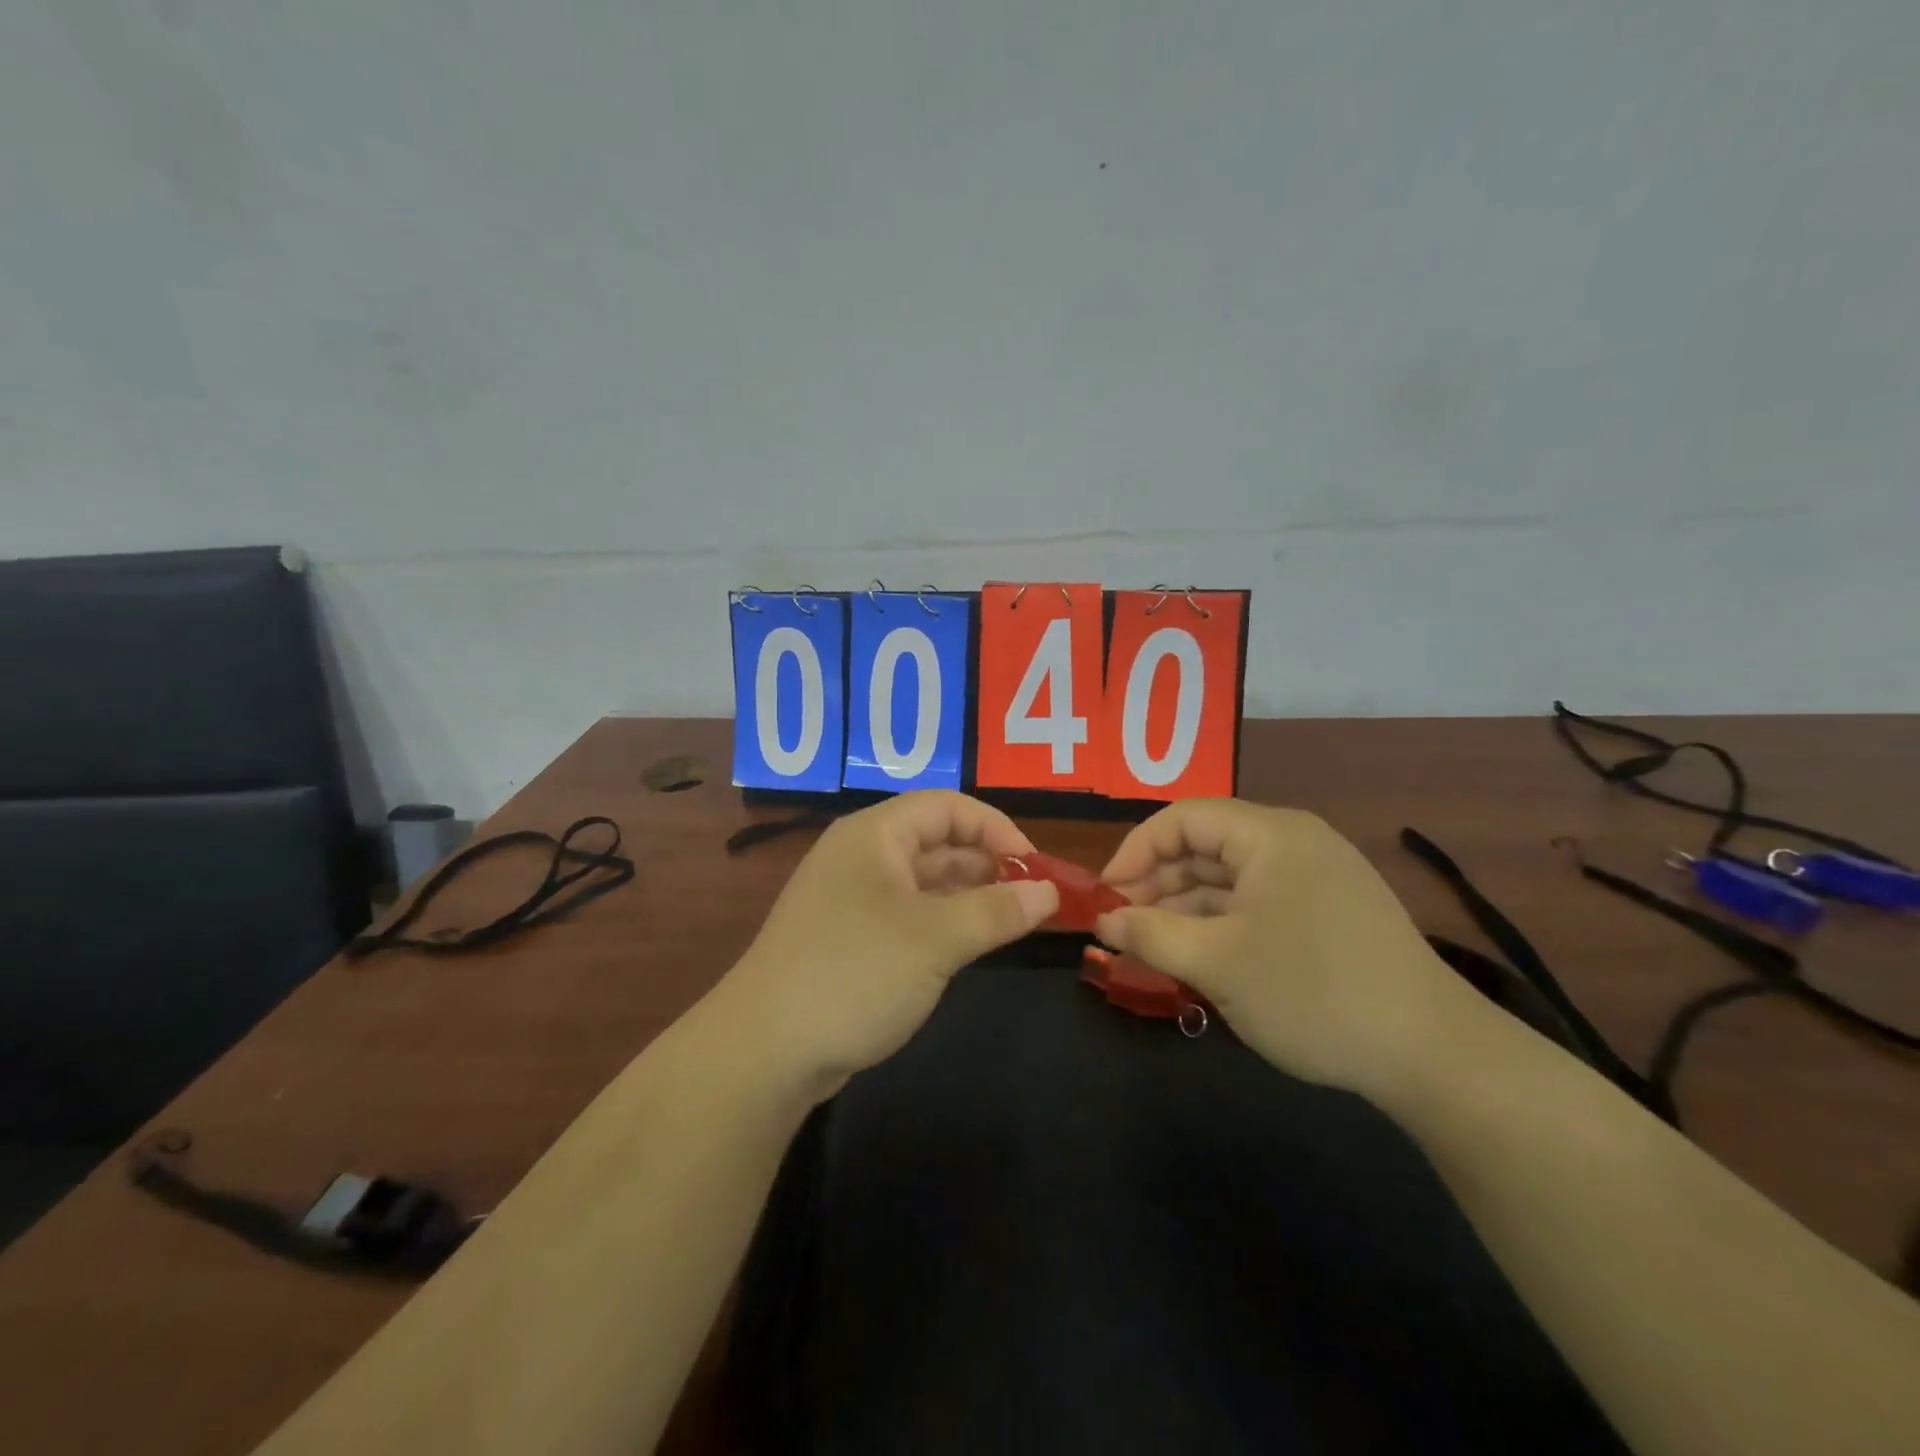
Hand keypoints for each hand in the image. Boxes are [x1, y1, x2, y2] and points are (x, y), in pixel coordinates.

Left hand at [719, 791, 1058, 1100]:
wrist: (766, 1050)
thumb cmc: (855, 972)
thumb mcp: (936, 938)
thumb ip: (997, 911)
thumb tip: (1050, 891)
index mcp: (874, 834)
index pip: (946, 806)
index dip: (995, 827)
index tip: (1034, 866)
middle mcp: (862, 856)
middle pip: (936, 841)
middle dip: (987, 863)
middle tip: (1033, 898)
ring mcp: (852, 899)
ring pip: (924, 882)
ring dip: (969, 895)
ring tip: (1014, 921)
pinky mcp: (850, 939)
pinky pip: (909, 915)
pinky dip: (944, 922)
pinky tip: (971, 945)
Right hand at [1094, 799, 1478, 1097]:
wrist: (1434, 1055)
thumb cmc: (1312, 992)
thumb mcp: (1217, 963)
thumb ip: (1150, 934)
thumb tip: (1104, 919)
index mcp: (1270, 835)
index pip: (1182, 819)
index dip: (1135, 851)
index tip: (1106, 896)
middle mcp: (1293, 843)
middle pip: (1205, 847)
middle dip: (1157, 884)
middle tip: (1123, 928)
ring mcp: (1316, 878)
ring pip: (1229, 879)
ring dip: (1185, 908)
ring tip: (1152, 948)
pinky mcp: (1329, 913)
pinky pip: (1257, 904)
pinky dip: (1221, 925)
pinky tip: (1199, 958)